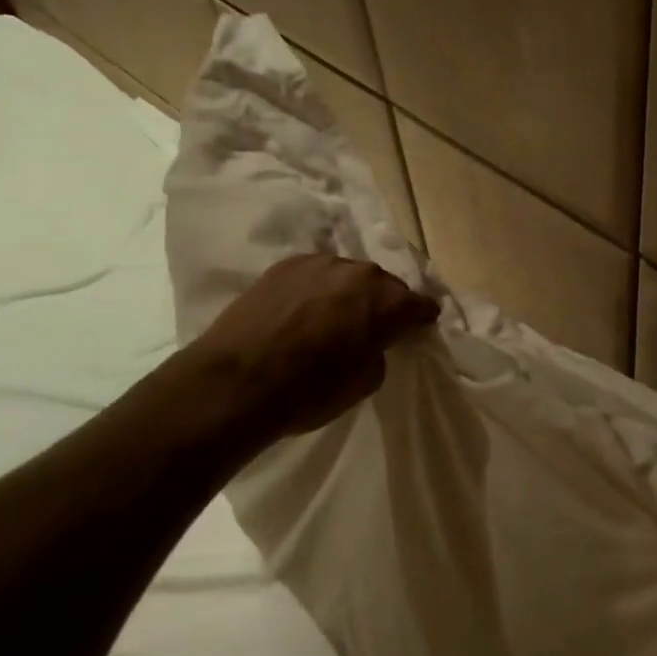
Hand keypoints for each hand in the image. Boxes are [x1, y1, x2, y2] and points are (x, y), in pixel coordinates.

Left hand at [180, 254, 438, 442]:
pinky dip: (317, 288)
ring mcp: (321, 264)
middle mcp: (361, 273)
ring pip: (348, 276)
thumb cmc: (309, 391)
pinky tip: (304, 308)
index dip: (421, 318)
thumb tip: (370, 340)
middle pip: (385, 285)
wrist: (235, 383)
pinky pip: (316, 274)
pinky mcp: (285, 265)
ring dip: (349, 293)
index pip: (420, 305)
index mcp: (389, 302)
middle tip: (373, 325)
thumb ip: (379, 351)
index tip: (418, 327)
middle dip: (384, 303)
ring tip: (334, 315)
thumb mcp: (365, 381)